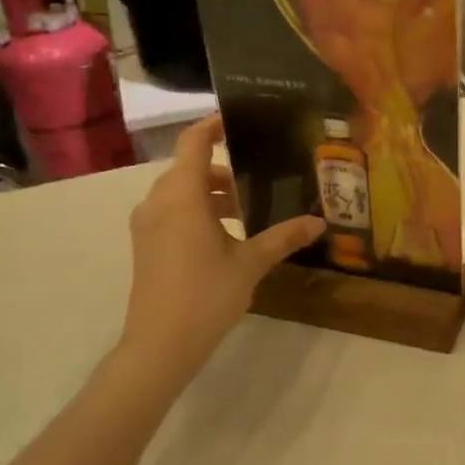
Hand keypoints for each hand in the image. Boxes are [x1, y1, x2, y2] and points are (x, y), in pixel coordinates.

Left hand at [120, 117, 325, 379]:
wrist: (160, 345)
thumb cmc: (206, 296)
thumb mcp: (251, 263)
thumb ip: (283, 237)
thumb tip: (319, 222)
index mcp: (182, 196)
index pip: (194, 142)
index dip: (214, 125)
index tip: (240, 120)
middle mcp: (158, 201)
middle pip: (189, 167)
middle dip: (223, 167)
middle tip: (260, 172)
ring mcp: (147, 224)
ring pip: (180, 191)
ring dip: (211, 192)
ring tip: (248, 208)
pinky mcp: (146, 244)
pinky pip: (172, 211)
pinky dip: (197, 209)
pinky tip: (226, 233)